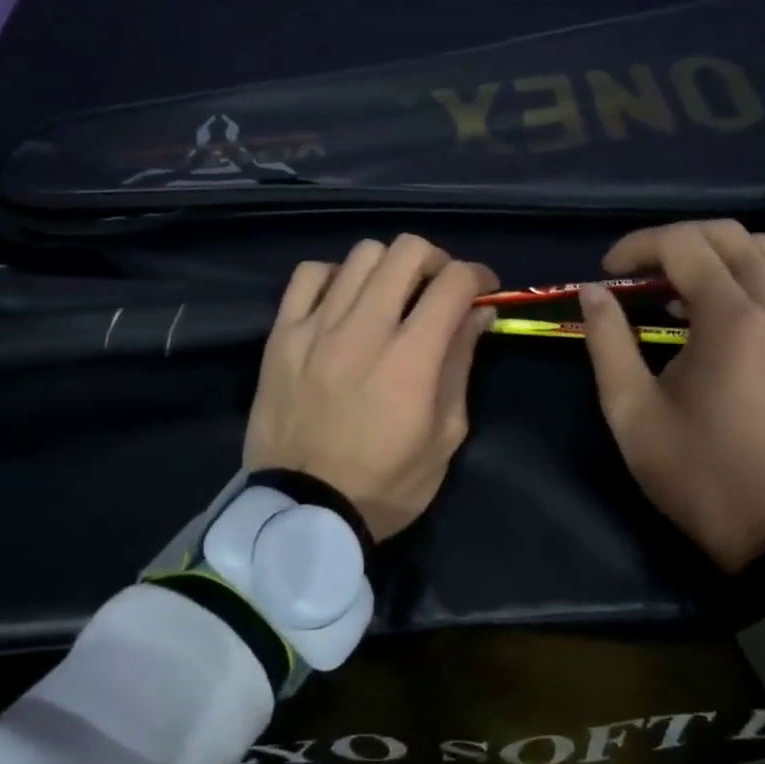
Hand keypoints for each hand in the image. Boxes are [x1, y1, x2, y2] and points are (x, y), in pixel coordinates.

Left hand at [244, 235, 498, 542]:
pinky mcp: (281, 335)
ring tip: (391, 295)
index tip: (484, 289)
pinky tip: (344, 301)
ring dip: (389, 266)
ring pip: (362, 254)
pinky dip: (336, 276)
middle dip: (437, 260)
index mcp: (411, 358)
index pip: (454, 282)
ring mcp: (317, 327)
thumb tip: (478, 313)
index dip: (479, 275)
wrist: (302, 512)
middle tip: (439, 288)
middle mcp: (364, 329)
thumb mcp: (445, 435)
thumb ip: (461, 364)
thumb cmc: (385, 483)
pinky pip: (309, 275)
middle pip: (407, 251)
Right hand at [578, 220, 764, 571]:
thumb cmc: (695, 472)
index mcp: (730, 320)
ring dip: (711, 249)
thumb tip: (593, 291)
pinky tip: (706, 308)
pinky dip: (739, 271)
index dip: (637, 246)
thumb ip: (607, 341)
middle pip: (726, 233)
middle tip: (635, 271)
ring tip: (672, 282)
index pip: (684, 245)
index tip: (606, 273)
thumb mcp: (631, 410)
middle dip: (673, 239)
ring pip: (760, 249)